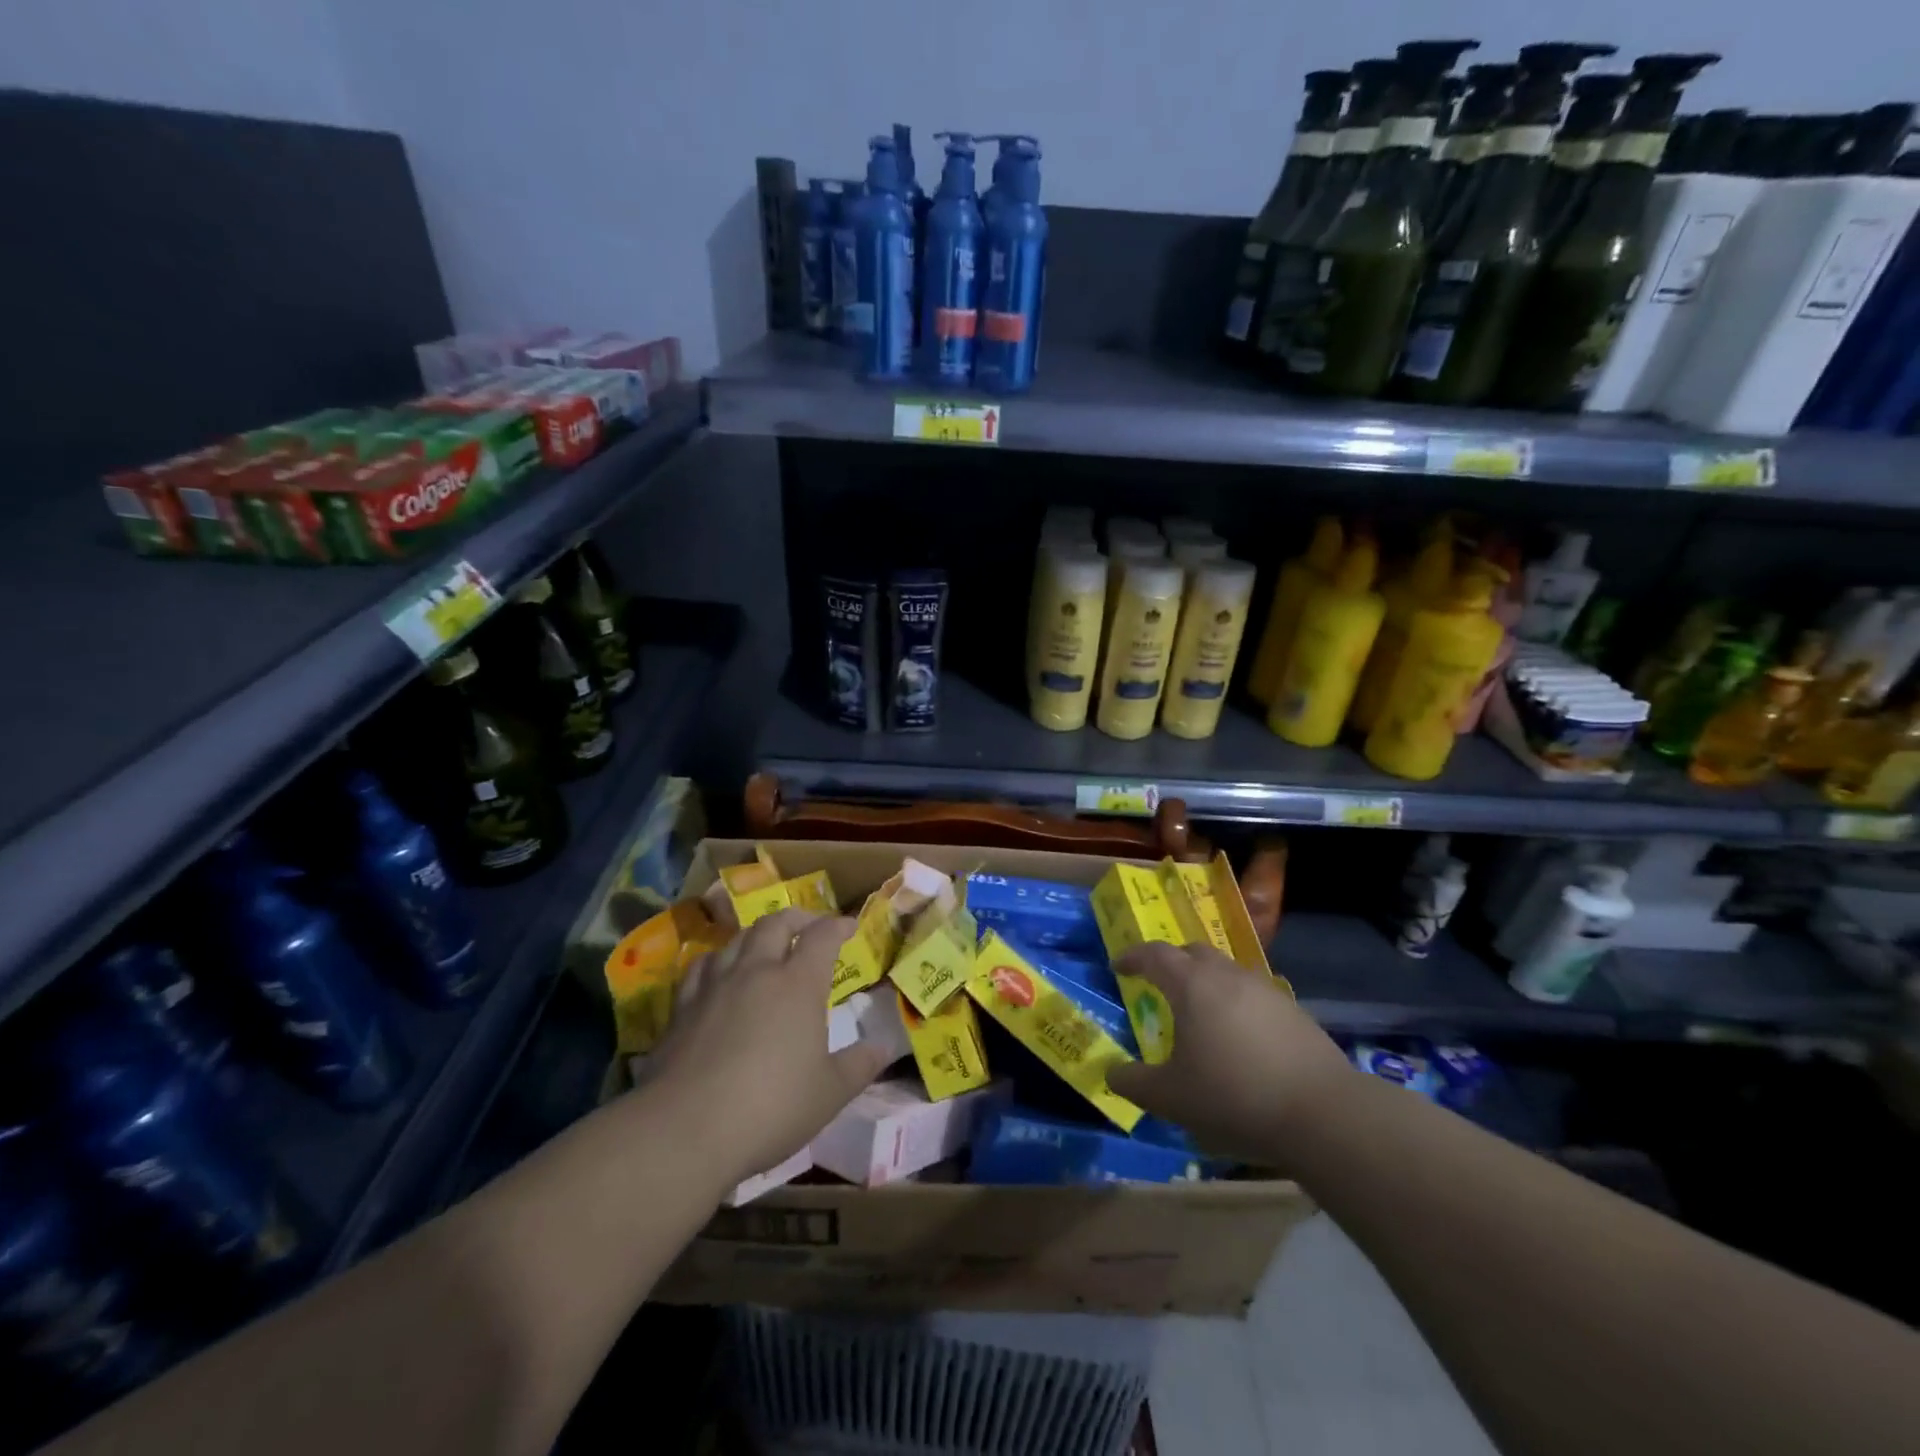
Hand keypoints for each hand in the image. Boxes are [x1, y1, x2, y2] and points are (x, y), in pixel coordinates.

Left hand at [647, 908, 891, 1188]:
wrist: (685, 1129)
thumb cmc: (771, 1107)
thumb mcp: (830, 1093)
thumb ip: (860, 1065)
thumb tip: (885, 1046)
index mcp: (798, 984)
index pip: (821, 936)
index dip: (837, 926)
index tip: (849, 927)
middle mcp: (757, 972)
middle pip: (775, 924)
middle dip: (797, 918)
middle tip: (809, 926)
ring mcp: (715, 986)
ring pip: (737, 939)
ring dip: (757, 935)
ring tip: (765, 946)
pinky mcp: (681, 1008)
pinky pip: (702, 966)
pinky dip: (719, 960)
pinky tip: (719, 973)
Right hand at [1108, 942, 1353, 1163]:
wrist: (1323, 1113)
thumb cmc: (1235, 1096)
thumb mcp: (1171, 1098)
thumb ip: (1134, 1083)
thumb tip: (1111, 1073)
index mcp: (1191, 985)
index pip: (1154, 955)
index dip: (1132, 957)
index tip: (1118, 966)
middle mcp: (1227, 975)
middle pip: (1193, 952)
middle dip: (1172, 962)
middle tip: (1159, 983)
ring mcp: (1265, 990)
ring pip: (1226, 970)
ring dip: (1206, 982)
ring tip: (1200, 1012)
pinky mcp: (1294, 1011)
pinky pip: (1253, 994)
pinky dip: (1236, 1003)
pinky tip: (1239, 1037)